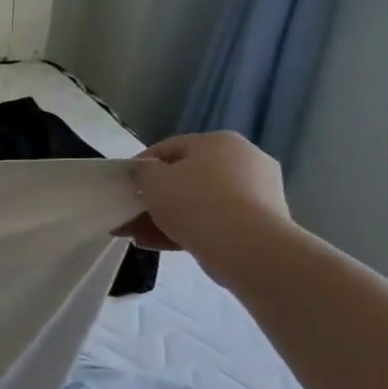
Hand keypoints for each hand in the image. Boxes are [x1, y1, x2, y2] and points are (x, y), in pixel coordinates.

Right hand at [116, 132, 296, 287]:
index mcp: (219, 141)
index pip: (169, 148)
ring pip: (200, 202)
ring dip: (167, 217)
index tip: (125, 185)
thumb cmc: (194, 201)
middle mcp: (244, 160)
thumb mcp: (152, 180)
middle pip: (186, 177)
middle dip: (156, 197)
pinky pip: (215, 221)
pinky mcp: (262, 223)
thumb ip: (143, 172)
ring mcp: (258, 192)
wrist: (247, 247)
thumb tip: (146, 172)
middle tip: (131, 213)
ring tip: (137, 235)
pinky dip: (188, 230)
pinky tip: (158, 244)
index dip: (141, 166)